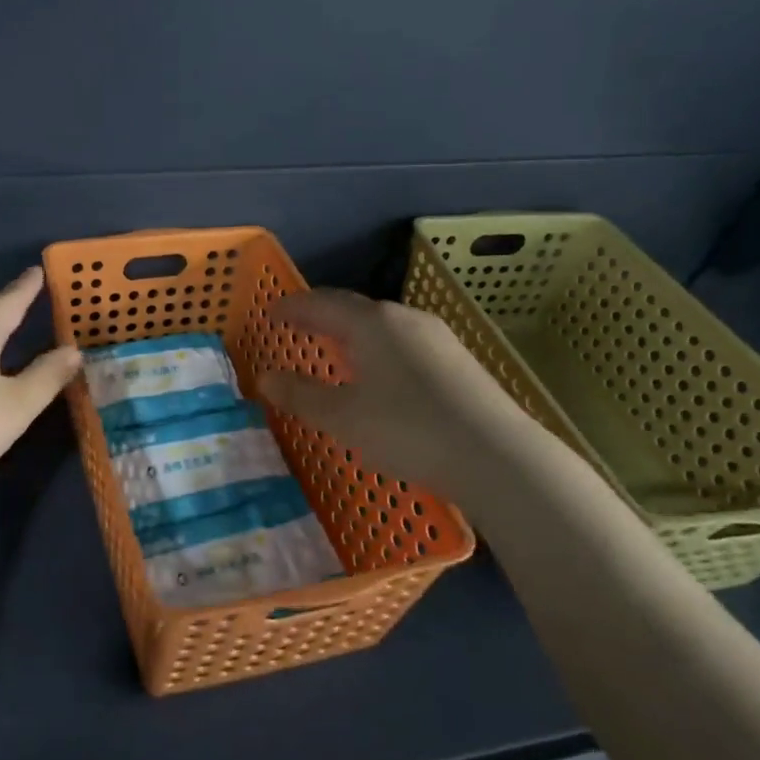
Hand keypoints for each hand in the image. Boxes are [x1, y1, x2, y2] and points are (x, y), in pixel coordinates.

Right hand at [257, 289, 529, 490]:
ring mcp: (437, 338)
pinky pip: (404, 343)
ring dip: (352, 333)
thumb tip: (264, 377)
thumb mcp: (343, 417)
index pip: (322, 303)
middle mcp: (406, 319)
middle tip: (297, 327)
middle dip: (322, 317)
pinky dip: (378, 349)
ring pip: (383, 326)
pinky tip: (380, 374)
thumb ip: (301, 395)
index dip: (293, 308)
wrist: (495, 456)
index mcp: (373, 323)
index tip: (271, 312)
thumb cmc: (407, 429)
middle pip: (354, 309)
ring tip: (335, 349)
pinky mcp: (458, 362)